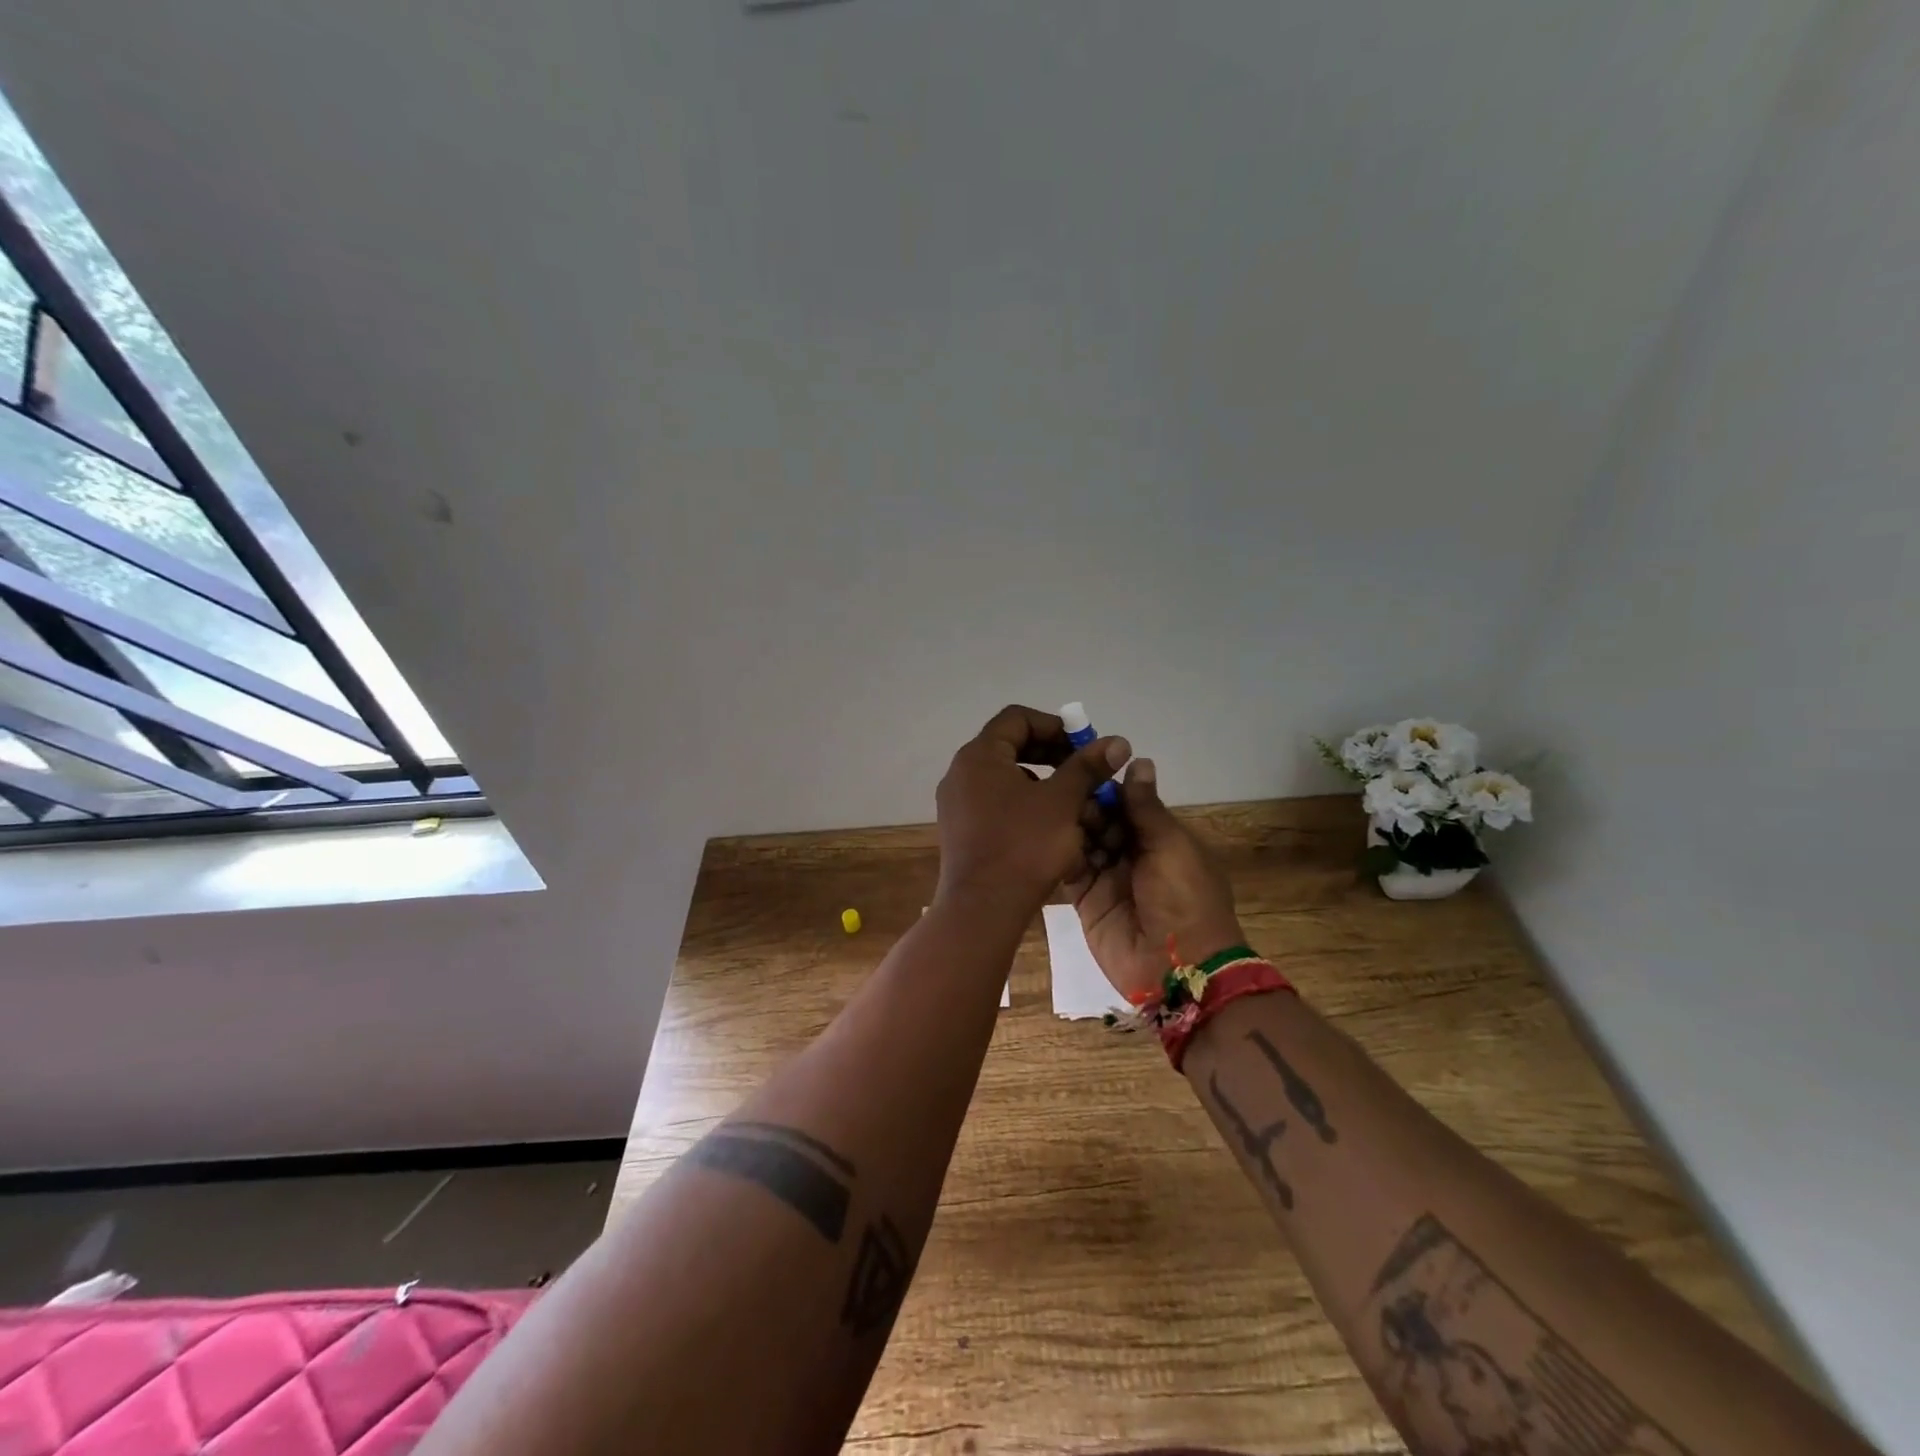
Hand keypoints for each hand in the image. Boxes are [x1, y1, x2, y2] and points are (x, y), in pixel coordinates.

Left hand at [936, 705, 1129, 910]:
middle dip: (1051, 755)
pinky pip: (996, 804)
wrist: (982, 908)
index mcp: (979, 756)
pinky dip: (1025, 806)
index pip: (1017, 719)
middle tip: (1083, 770)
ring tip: (1072, 803)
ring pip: (1005, 779)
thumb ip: (1087, 767)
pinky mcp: (961, 831)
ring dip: (1042, 783)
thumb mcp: (1062, 802)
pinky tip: (1050, 828)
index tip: (1084, 745)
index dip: (1055, 725)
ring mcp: (957, 804)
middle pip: (1010, 747)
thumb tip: (1117, 741)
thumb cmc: (1024, 846)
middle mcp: (961, 773)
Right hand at [1065, 758, 1244, 1001]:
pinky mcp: (1086, 901)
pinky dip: (1058, 854)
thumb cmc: (1184, 898)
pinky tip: (1041, 836)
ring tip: (1050, 811)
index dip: (1106, 786)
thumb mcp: (1171, 846)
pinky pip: (1070, 870)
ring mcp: (1108, 878)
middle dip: (1085, 806)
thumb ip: (1145, 807)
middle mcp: (1133, 854)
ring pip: (1083, 841)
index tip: (1080, 764)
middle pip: (1102, 820)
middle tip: (1062, 793)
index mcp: (1161, 838)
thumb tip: (1138, 759)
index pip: (1127, 803)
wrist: (1176, 968)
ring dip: (1070, 827)